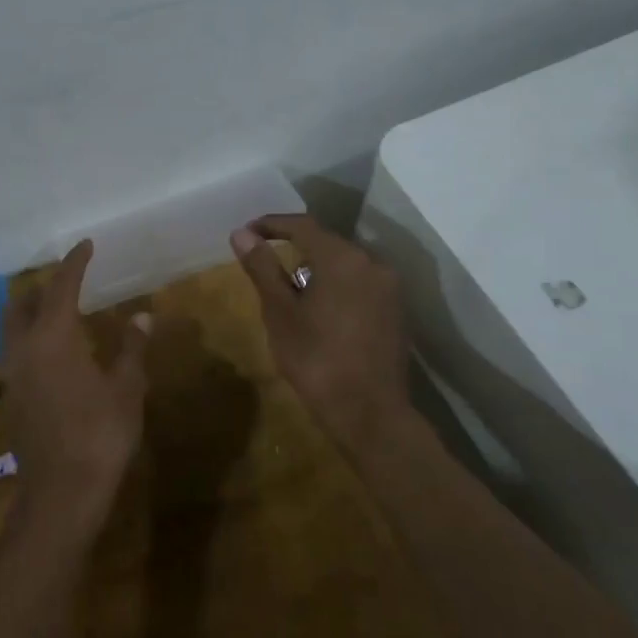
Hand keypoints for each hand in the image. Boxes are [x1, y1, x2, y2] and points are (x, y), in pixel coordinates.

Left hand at [0, 239, 149, 541]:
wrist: (61, 493)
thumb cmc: (100, 435)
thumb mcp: (127, 389)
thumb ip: (132, 349)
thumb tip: (142, 317)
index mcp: (53, 337)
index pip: (62, 286)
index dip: (75, 263)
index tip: (86, 245)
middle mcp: (25, 348)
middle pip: (21, 303)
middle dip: (42, 286)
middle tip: (69, 281)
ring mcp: (14, 373)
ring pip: (12, 327)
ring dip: (31, 311)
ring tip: (61, 311)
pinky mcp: (13, 397)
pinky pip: (16, 351)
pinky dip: (30, 336)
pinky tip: (55, 351)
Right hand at [230, 214, 408, 445]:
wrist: (370, 413)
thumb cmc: (317, 359)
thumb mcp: (280, 313)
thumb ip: (262, 268)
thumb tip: (242, 233)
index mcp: (342, 258)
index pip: (302, 226)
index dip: (271, 224)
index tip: (247, 231)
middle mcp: (372, 263)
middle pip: (326, 242)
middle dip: (294, 246)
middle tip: (264, 259)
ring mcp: (389, 287)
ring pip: (345, 264)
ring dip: (316, 267)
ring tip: (288, 287)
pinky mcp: (396, 310)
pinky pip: (360, 283)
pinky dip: (336, 285)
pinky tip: (319, 308)